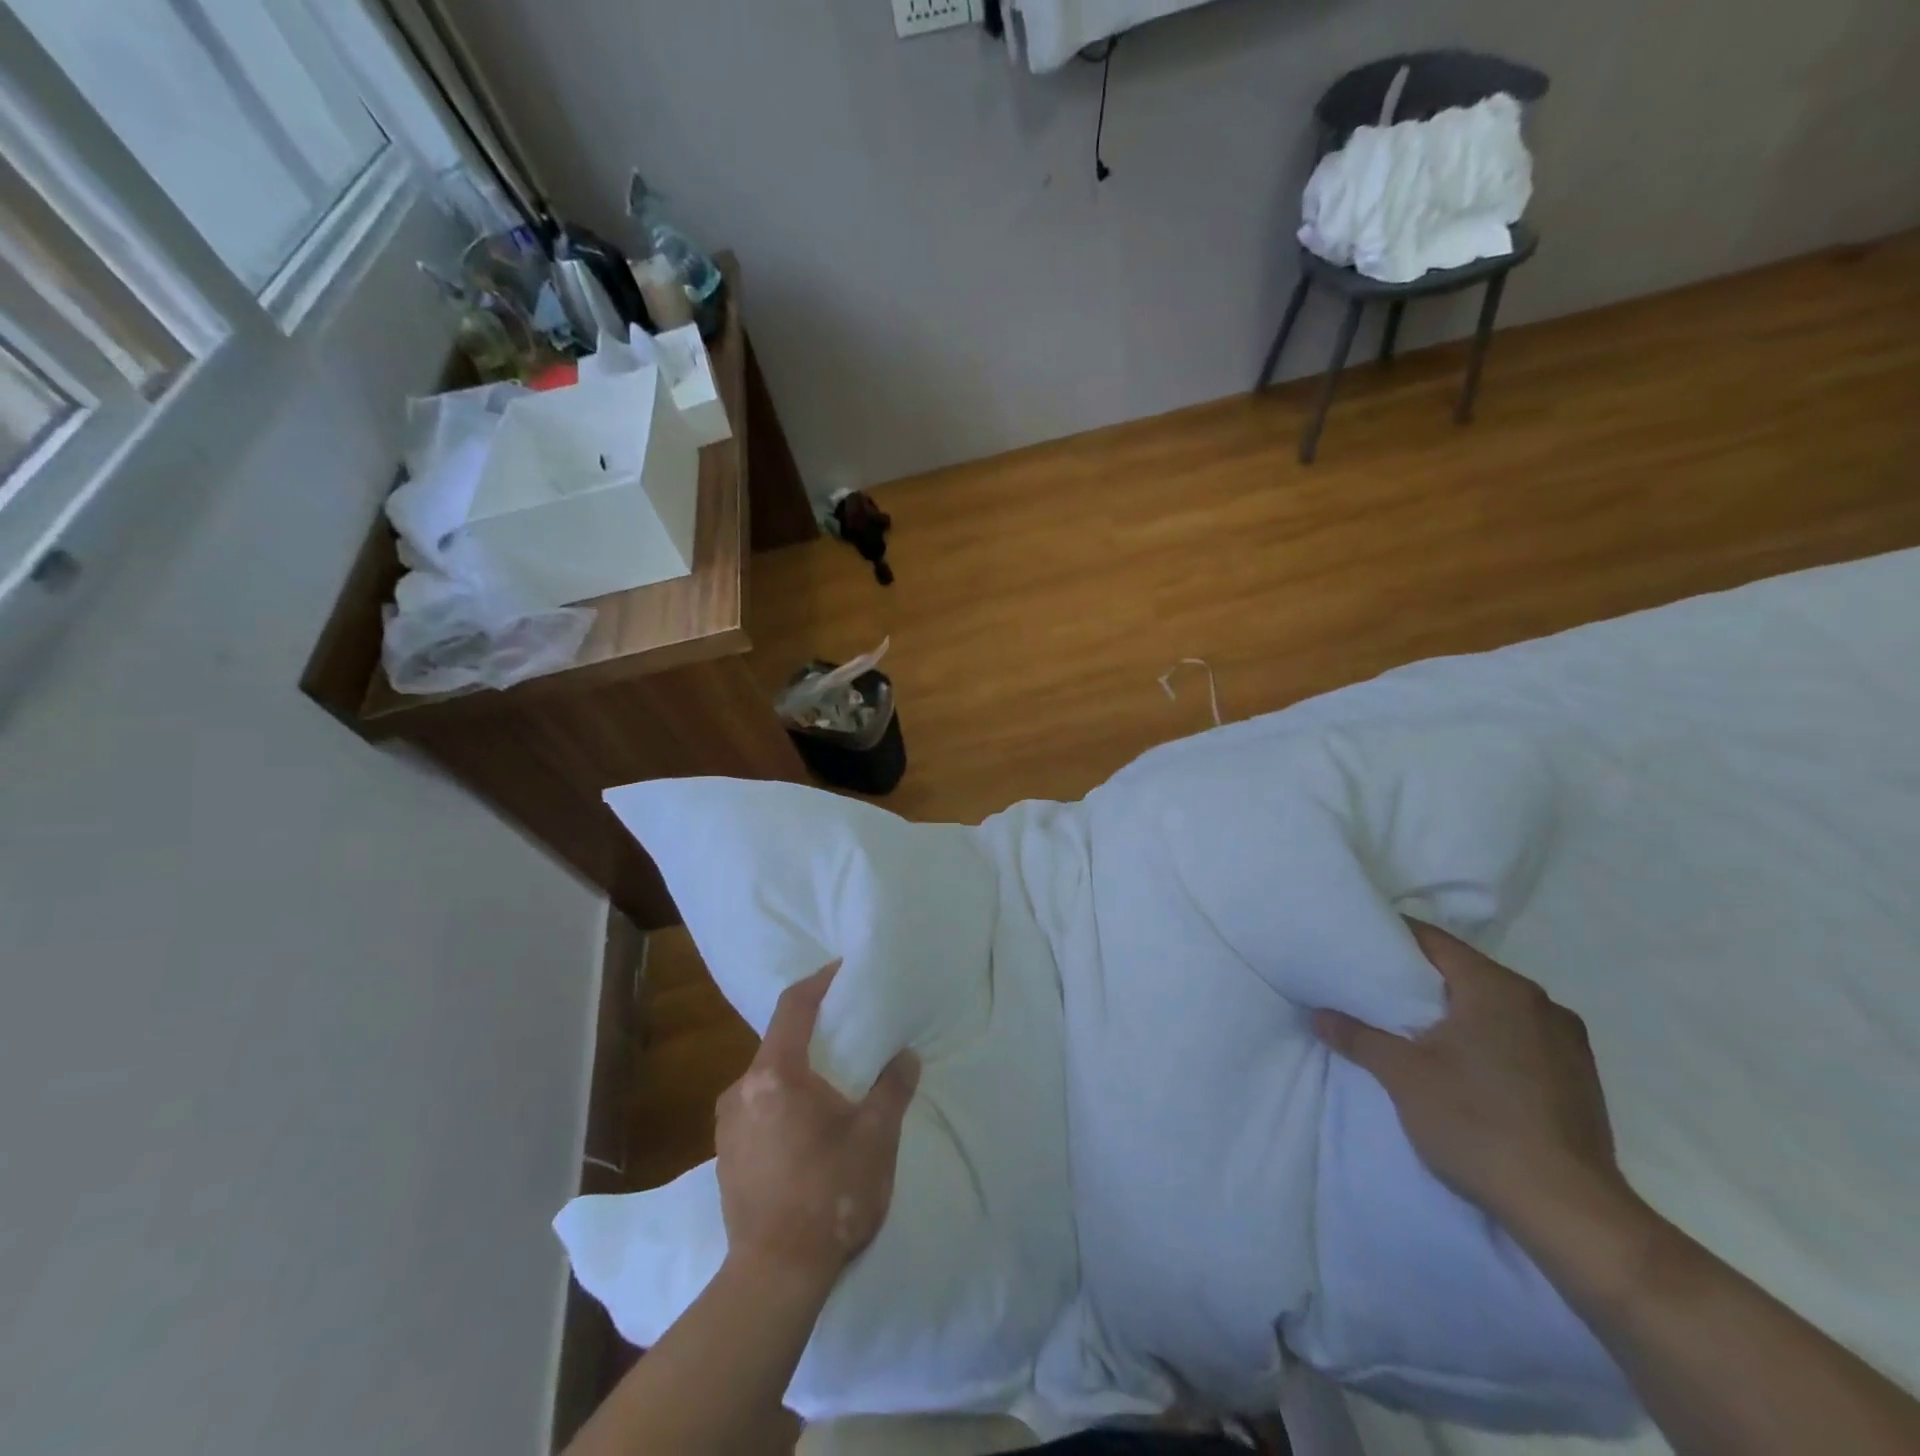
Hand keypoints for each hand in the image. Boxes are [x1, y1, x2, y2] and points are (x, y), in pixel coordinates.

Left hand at [714, 962, 919, 1286]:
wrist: (774, 1278)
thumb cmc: (828, 1196)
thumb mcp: (875, 1138)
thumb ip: (892, 1088)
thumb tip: (906, 1056)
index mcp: (775, 1075)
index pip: (794, 1006)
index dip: (819, 981)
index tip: (842, 970)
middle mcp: (741, 1090)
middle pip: (779, 1042)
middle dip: (814, 1032)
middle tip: (849, 1034)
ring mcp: (727, 1125)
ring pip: (768, 1078)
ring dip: (799, 1072)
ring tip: (834, 1085)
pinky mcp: (725, 1155)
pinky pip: (758, 1108)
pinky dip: (784, 1101)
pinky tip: (809, 1128)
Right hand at [1314, 919, 1626, 1226]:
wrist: (1568, 1210)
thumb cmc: (1477, 1123)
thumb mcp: (1402, 1075)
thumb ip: (1358, 1037)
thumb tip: (1318, 1014)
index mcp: (1498, 988)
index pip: (1434, 941)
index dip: (1392, 937)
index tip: (1360, 944)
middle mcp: (1540, 1003)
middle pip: (1466, 971)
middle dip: (1423, 978)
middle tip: (1378, 988)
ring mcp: (1568, 1042)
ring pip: (1496, 1006)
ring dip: (1458, 1011)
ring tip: (1417, 1028)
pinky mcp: (1581, 1079)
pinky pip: (1521, 1037)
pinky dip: (1488, 1038)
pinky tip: (1465, 1065)